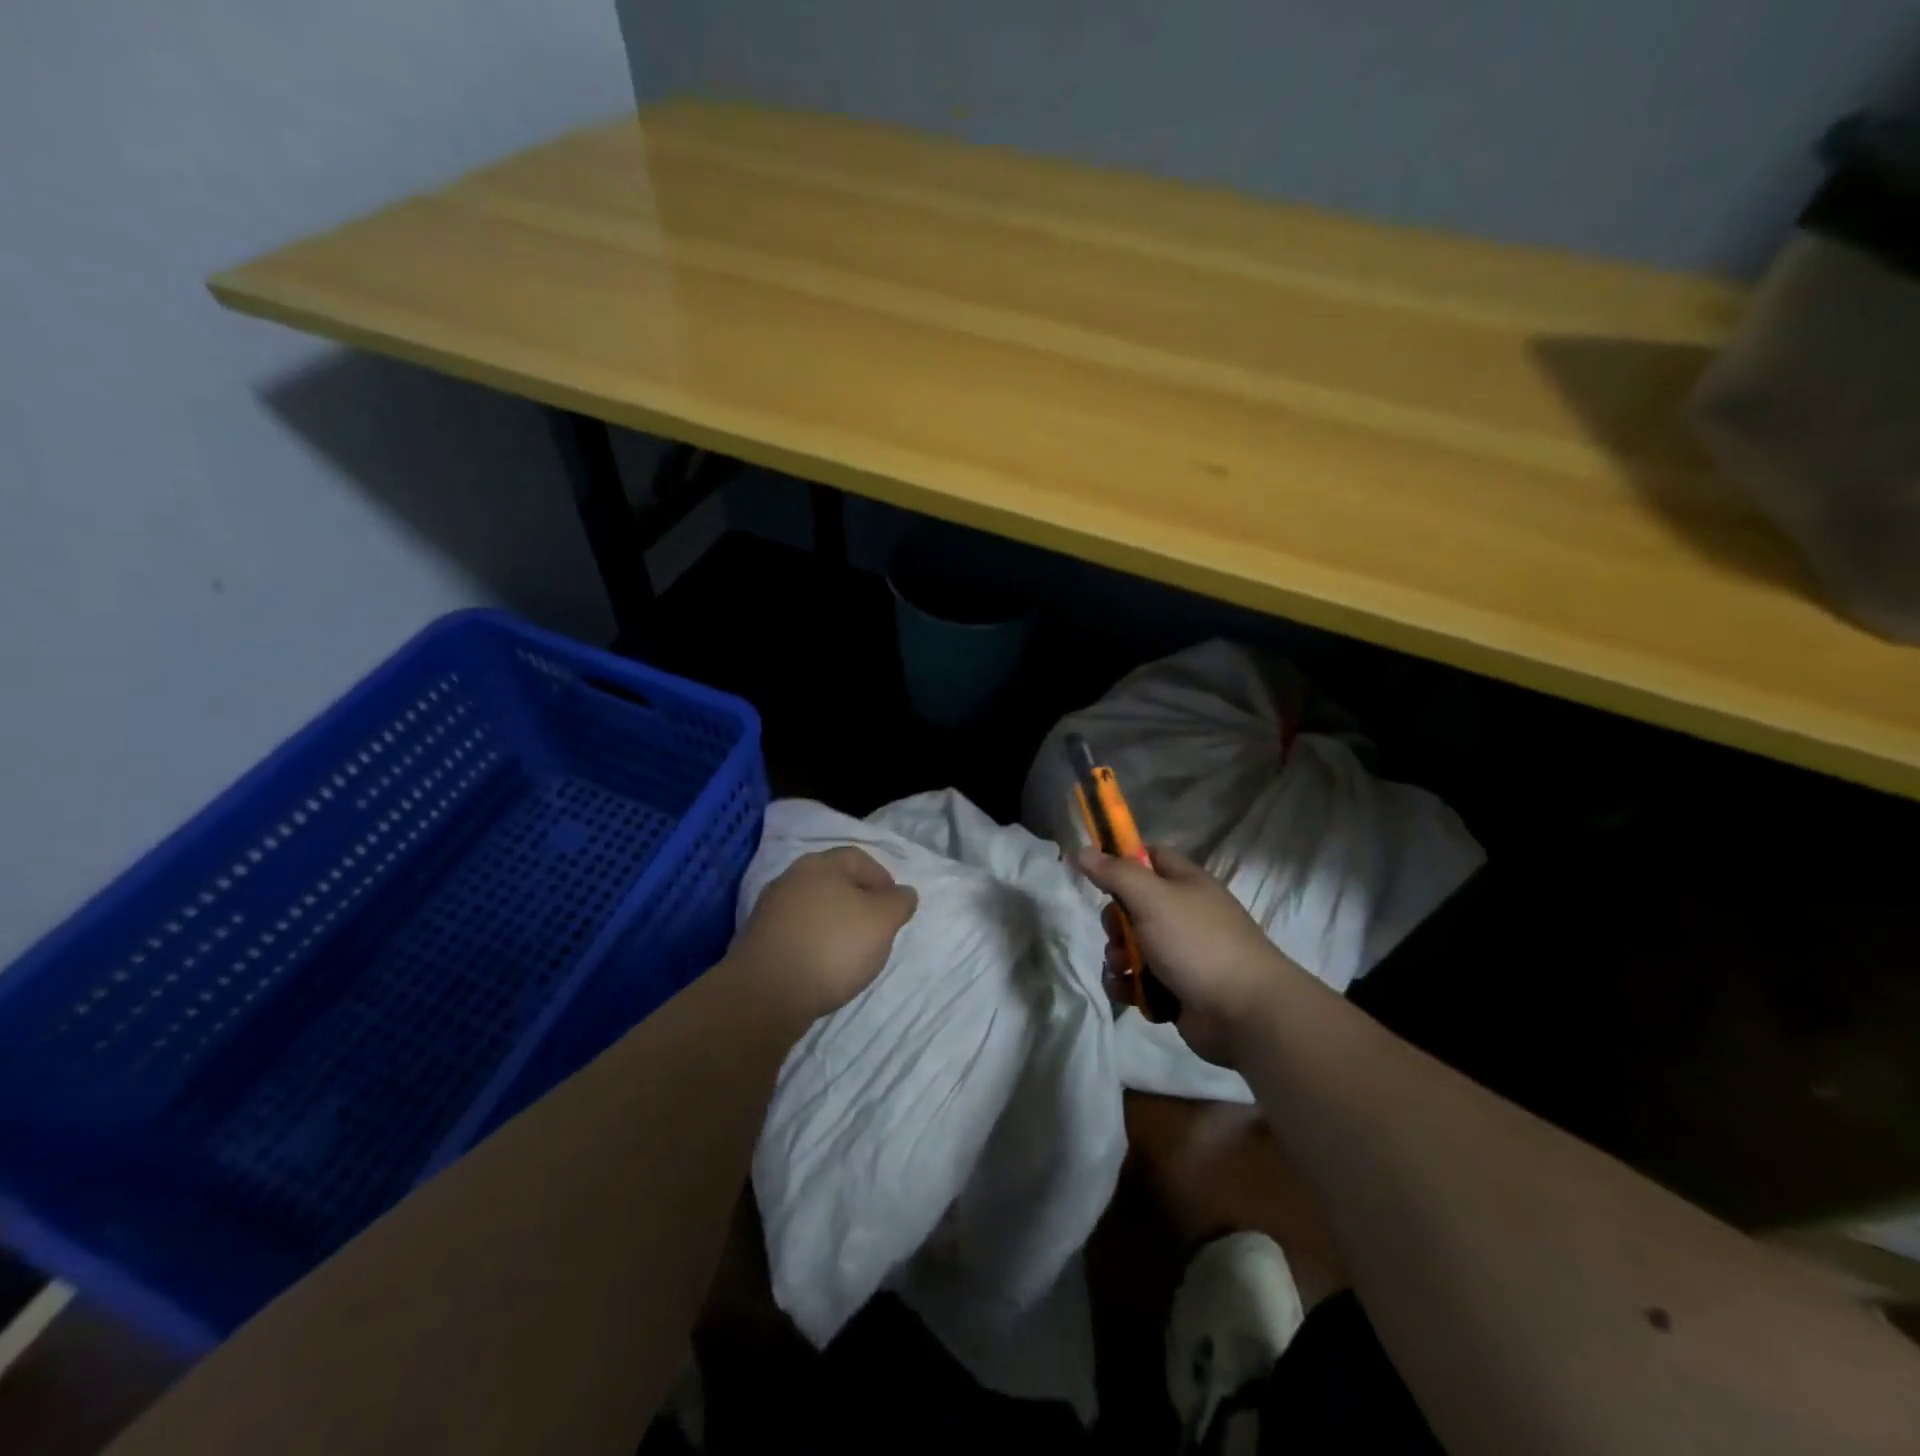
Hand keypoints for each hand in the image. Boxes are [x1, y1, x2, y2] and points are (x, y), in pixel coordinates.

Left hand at [730, 847, 917, 1026]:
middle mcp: (791, 879)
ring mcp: (770, 910)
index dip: (882, 879)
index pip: (859, 858)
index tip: (894, 908)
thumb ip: (898, 902)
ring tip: (851, 953)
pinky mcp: (758, 941)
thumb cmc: (832, 947)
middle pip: (834, 882)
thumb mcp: (882, 921)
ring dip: (835, 924)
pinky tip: (822, 967)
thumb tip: (903, 893)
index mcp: (820, 865)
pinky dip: (814, 944)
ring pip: (814, 909)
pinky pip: (796, 933)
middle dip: (858, 902)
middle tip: (876, 929)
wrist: (765, 993)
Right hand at [1078, 845, 1300, 1067]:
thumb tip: (1082, 850)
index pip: (1149, 856)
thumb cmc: (1198, 943)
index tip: (1096, 873)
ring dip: (1117, 958)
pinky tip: (1129, 993)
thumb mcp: (1152, 899)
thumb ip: (1115, 873)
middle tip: (1117, 934)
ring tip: (1123, 970)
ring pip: (1131, 946)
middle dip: (1114, 923)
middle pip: (1132, 906)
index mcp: (1185, 883)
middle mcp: (1183, 914)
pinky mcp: (1176, 989)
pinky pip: (1139, 980)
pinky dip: (1129, 986)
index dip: (1122, 861)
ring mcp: (1181, 954)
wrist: (1245, 1013)